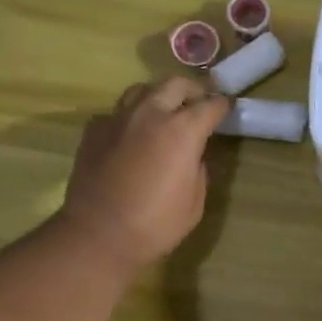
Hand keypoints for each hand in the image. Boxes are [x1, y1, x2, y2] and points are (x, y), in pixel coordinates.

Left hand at [59, 77, 230, 274]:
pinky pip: (117, 113)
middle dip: (192, 90)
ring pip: (142, 90)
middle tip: (199, 103)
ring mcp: (118, 118)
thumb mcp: (194, 203)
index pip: (210, 105)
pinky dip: (130, 117)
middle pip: (175, 84)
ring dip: (159, 96)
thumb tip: (194, 155)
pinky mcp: (94, 130)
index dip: (222, 105)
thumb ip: (198, 169)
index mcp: (182, 130)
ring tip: (164, 111)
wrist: (98, 235)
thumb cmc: (155, 225)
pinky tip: (132, 135)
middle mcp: (150, 114)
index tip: (227, 107)